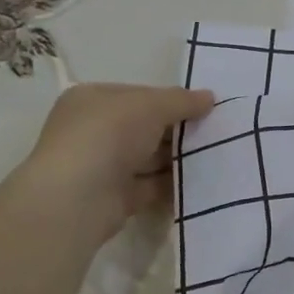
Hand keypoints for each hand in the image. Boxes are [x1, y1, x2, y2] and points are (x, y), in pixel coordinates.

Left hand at [16, 82, 214, 244]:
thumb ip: (182, 100)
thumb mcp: (151, 106)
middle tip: (215, 132)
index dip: (170, 99)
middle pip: (144, 126)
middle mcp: (93, 130)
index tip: (203, 107)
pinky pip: (151, 186)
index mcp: (92, 99)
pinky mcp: (115, 197)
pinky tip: (201, 181)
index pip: (138, 94)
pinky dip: (172, 183)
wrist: (77, 199)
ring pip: (148, 157)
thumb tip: (209, 98)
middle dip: (177, 129)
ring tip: (216, 155)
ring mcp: (102, 166)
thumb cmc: (108, 136)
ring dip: (177, 157)